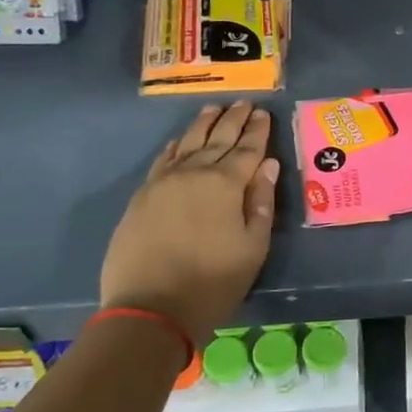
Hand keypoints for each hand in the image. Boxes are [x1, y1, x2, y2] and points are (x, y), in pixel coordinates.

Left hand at [99, 102, 281, 344]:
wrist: (150, 309)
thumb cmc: (213, 282)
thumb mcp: (253, 247)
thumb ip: (261, 202)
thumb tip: (268, 165)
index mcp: (226, 184)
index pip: (247, 149)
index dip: (257, 130)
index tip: (263, 112)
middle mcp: (195, 173)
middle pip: (218, 139)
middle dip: (233, 120)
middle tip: (243, 103)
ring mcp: (164, 182)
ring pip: (188, 143)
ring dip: (204, 125)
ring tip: (214, 109)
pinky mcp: (143, 196)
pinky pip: (163, 160)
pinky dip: (176, 145)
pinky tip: (181, 140)